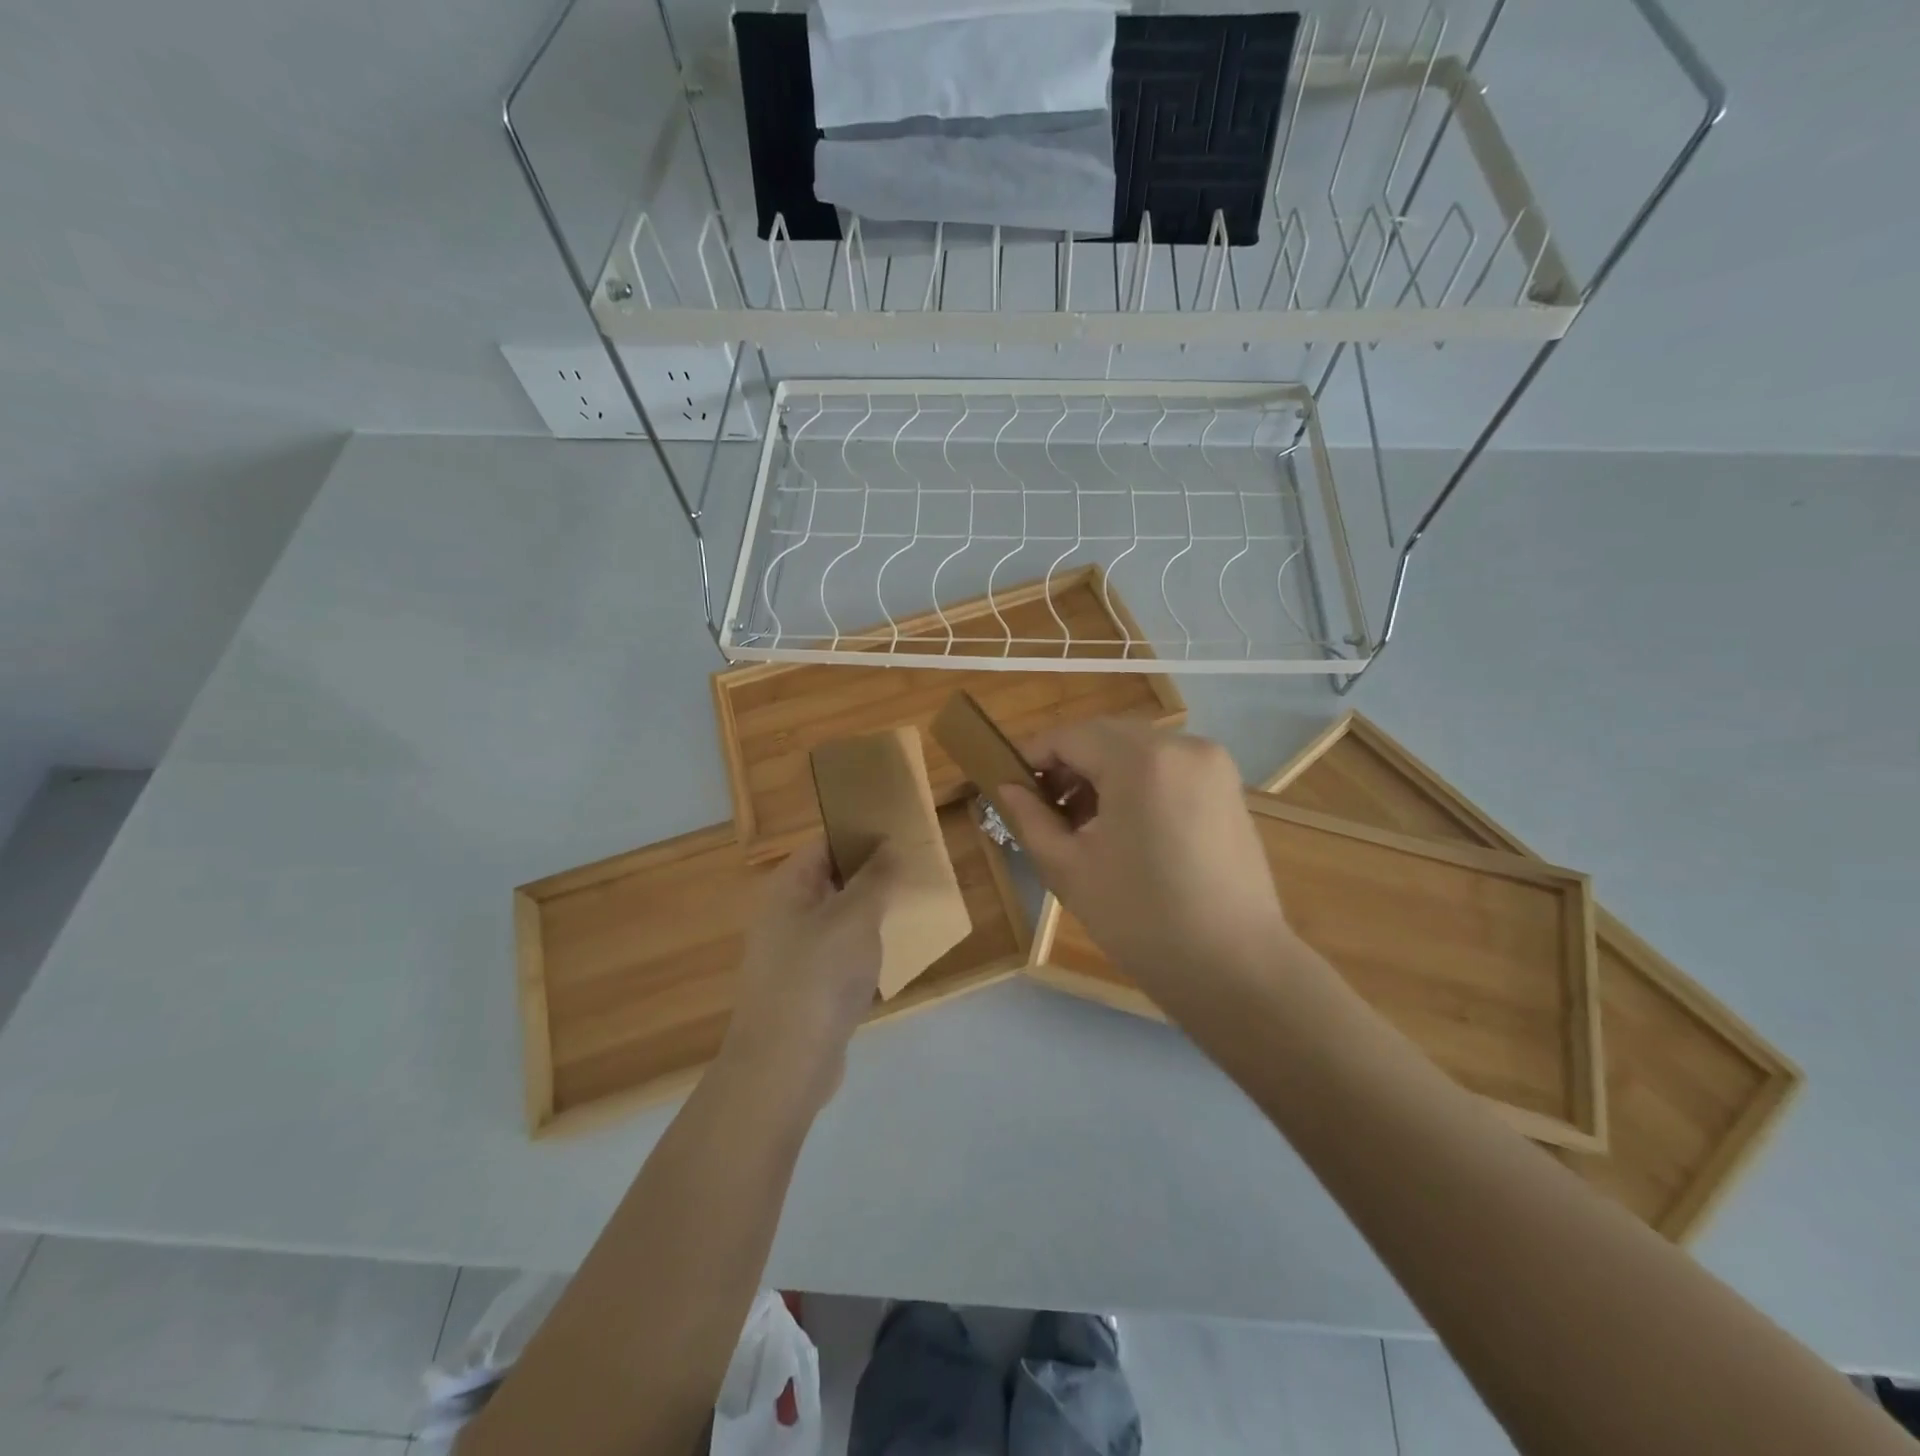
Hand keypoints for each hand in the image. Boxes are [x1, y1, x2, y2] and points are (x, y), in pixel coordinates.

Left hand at [719, 840, 899, 1114]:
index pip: (824, 845)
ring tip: (910, 908)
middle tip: (913, 871)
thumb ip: (875, 877)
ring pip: (837, 921)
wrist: (784, 1065)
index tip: (899, 834)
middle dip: (871, 876)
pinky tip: (893, 956)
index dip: (859, 835)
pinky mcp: (806, 990)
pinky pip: (839, 956)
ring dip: (870, 915)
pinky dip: (863, 951)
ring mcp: (793, 955)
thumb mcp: (855, 917)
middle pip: (831, 881)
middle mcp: (784, 915)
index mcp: (788, 888)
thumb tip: (888, 845)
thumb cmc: (818, 976)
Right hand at [996, 719, 1291, 994]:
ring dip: (1103, 773)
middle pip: (1106, 736)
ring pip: (1138, 750)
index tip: (1011, 786)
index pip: (1071, 736)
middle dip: (1070, 765)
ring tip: (1084, 824)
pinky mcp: (1229, 788)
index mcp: (1141, 760)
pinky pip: (1169, 768)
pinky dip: (1138, 783)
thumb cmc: (1141, 919)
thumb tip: (1008, 789)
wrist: (1234, 967)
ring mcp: (1213, 765)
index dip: (1033, 756)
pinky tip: (1127, 827)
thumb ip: (1030, 819)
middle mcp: (1183, 745)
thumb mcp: (1069, 869)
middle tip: (1045, 809)